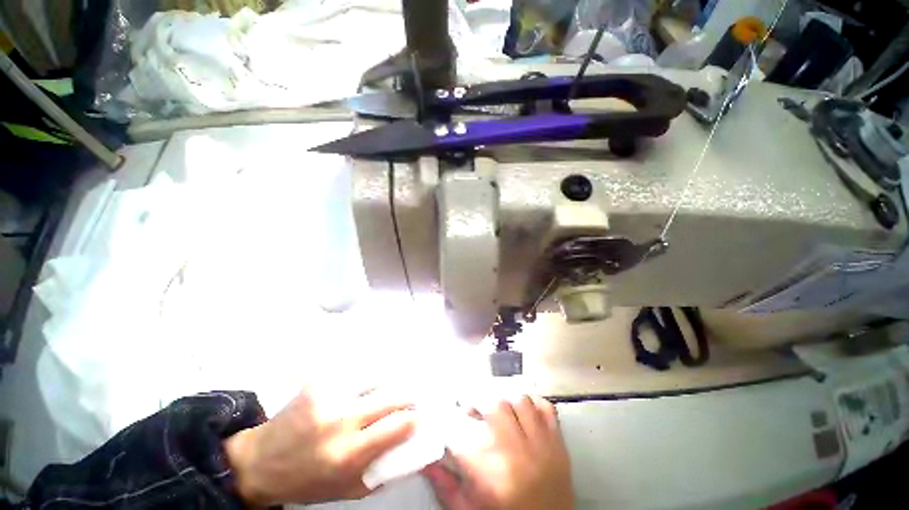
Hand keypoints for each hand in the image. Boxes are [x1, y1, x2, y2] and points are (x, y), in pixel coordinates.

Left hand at [224, 387, 415, 505]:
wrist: (261, 462)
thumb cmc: (308, 481)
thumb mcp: (348, 490)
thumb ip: (383, 472)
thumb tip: (412, 448)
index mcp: (348, 455)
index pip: (397, 425)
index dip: (414, 418)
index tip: (419, 415)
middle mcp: (340, 421)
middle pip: (391, 396)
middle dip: (408, 395)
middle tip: (414, 395)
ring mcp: (329, 397)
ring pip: (376, 378)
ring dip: (390, 381)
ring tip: (396, 382)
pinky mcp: (320, 383)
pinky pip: (356, 373)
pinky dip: (369, 374)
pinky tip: (372, 376)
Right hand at [424, 396, 573, 509]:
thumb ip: (446, 487)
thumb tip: (427, 462)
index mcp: (493, 477)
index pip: (462, 436)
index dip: (449, 423)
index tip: (445, 420)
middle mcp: (519, 456)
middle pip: (496, 405)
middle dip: (478, 400)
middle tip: (471, 408)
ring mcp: (543, 447)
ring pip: (520, 400)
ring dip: (503, 399)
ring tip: (495, 407)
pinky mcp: (559, 445)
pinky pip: (546, 408)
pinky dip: (532, 402)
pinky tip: (522, 410)